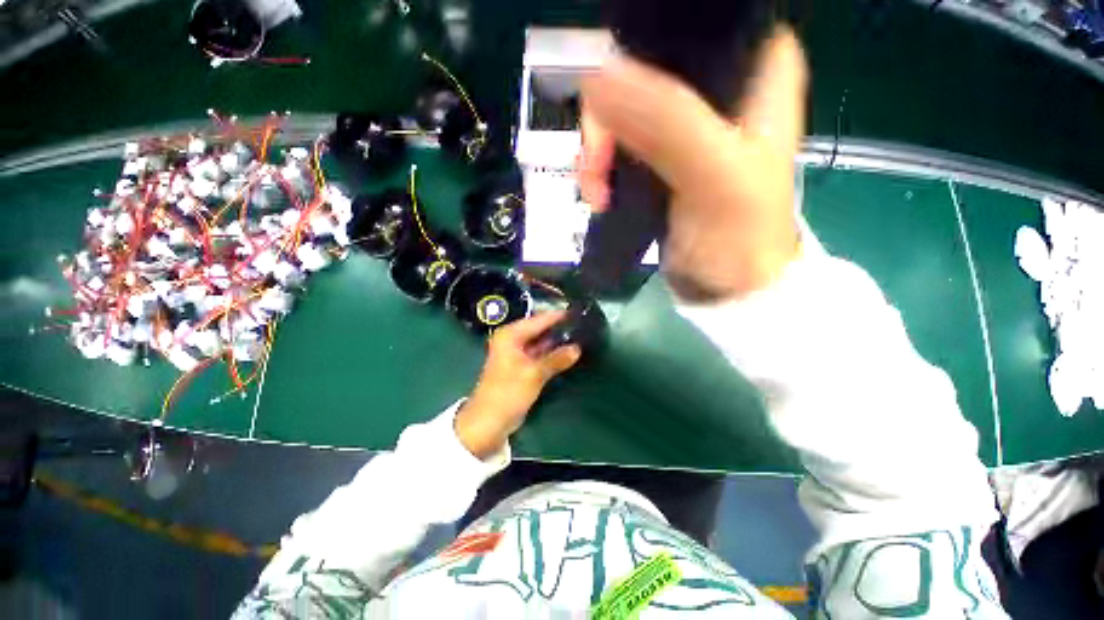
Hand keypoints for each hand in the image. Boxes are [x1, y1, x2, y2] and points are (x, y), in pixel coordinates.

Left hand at [454, 311, 581, 458]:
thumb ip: (556, 359)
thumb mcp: (534, 374)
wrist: (488, 422)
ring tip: (581, 335)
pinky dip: (552, 354)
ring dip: (557, 342)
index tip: (578, 312)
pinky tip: (569, 353)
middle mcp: (513, 340)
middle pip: (540, 329)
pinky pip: (540, 355)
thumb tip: (578, 348)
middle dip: (560, 329)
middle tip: (583, 324)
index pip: (539, 320)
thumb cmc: (507, 393)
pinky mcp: (522, 366)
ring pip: (541, 343)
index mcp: (510, 335)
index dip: (558, 316)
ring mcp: (517, 353)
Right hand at [579, 26, 807, 300]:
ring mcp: (683, 124)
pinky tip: (598, 193)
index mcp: (753, 65)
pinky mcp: (659, 157)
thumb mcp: (713, 175)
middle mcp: (718, 85)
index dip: (639, 48)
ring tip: (595, 190)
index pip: (686, 25)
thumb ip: (665, 120)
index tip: (609, 88)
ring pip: (620, 108)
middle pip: (639, 69)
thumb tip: (596, 74)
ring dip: (597, 149)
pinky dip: (600, 166)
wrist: (727, 283)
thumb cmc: (738, 235)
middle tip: (595, 164)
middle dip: (606, 117)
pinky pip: (616, 143)